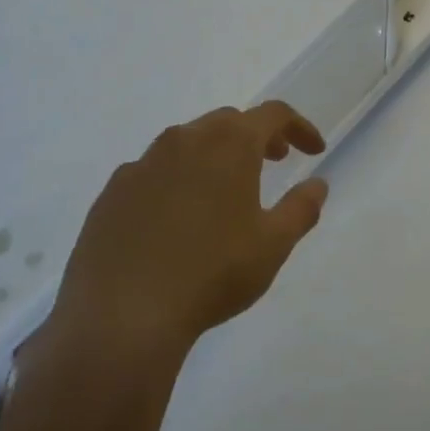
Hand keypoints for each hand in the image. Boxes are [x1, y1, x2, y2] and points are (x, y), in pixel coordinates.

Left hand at [38, 102, 330, 368]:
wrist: (122, 316)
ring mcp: (142, 164)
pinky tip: (176, 216)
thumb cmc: (212, 274)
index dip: (299, 127)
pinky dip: (176, 178)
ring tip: (225, 189)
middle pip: (228, 121)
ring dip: (214, 153)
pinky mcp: (112, 192)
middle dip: (256, 136)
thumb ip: (301, 208)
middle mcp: (184, 140)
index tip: (314, 151)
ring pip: (187, 141)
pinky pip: (153, 170)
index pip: (273, 115)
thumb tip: (317, 184)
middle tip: (274, 162)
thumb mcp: (273, 245)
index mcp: (229, 144)